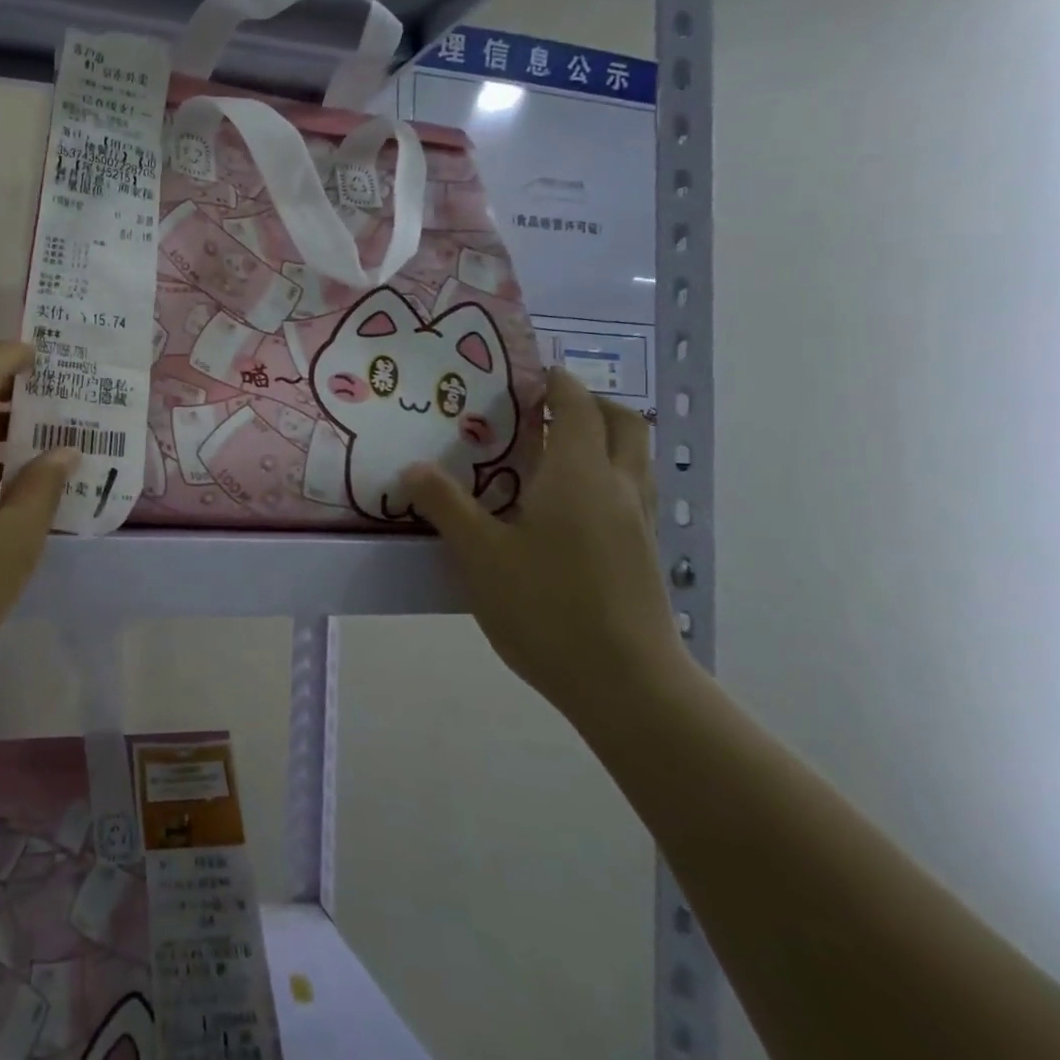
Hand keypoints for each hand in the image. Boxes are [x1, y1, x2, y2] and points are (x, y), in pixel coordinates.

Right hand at [404, 368, 691, 725]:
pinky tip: (568, 509)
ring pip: (635, 457)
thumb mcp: (479, 555)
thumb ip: (445, 505)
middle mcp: (617, 486)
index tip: (525, 376)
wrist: (626, 684)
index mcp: (577, 475)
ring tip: (554, 454)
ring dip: (605, 438)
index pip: (576, 404)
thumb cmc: (546, 608)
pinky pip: (631, 491)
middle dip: (589, 403)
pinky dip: (607, 476)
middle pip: (623, 422)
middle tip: (544, 411)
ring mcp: (638, 521)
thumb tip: (414, 468)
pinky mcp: (644, 553)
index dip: (554, 382)